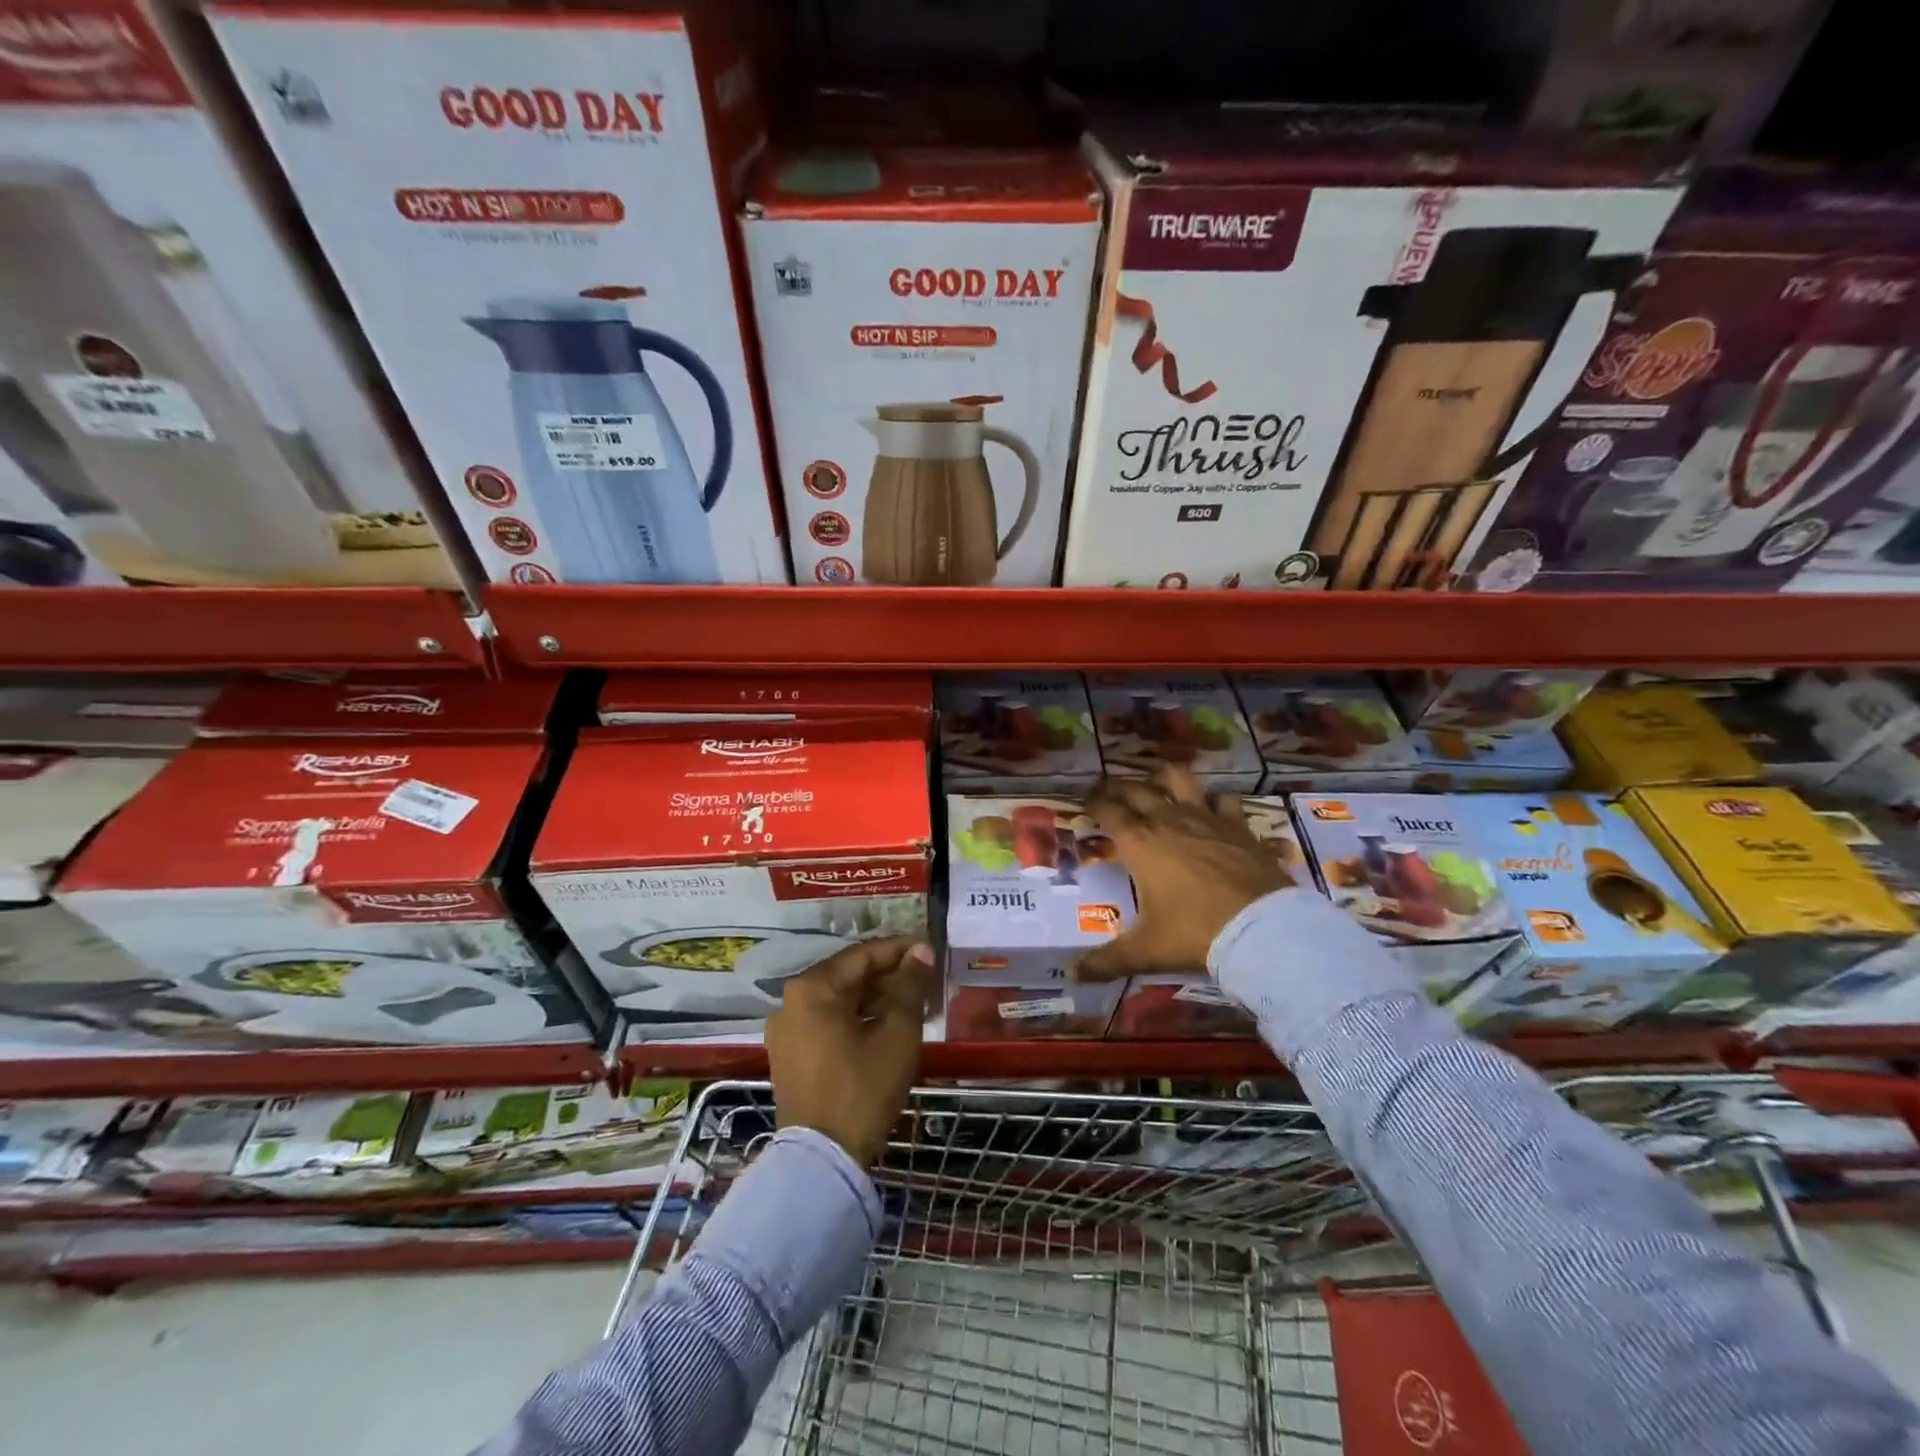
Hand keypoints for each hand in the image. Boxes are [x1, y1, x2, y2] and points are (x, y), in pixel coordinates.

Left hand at [766, 935, 933, 1165]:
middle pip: (848, 976)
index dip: (899, 950)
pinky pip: (827, 1022)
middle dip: (888, 975)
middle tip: (925, 979)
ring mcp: (786, 1030)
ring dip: (874, 998)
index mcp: (812, 988)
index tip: (929, 949)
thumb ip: (909, 986)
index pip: (863, 955)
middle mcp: (791, 1001)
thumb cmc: (863, 1089)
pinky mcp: (789, 1055)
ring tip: (912, 1002)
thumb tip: (920, 952)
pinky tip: (884, 1026)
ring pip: (838, 1000)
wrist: (822, 1161)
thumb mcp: (897, 1033)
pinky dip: (856, 1019)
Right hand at [1076, 767, 1291, 981]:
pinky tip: (1217, 808)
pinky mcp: (1239, 825)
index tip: (1085, 799)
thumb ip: (1107, 960)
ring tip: (1160, 783)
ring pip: (1181, 779)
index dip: (1094, 802)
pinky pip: (1226, 800)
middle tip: (1111, 791)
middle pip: (1138, 790)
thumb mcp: (1146, 950)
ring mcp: (1207, 818)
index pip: (1109, 811)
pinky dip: (1219, 801)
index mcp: (1140, 844)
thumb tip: (1073, 976)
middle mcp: (1169, 821)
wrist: (1261, 929)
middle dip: (1120, 787)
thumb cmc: (1194, 933)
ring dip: (1166, 778)